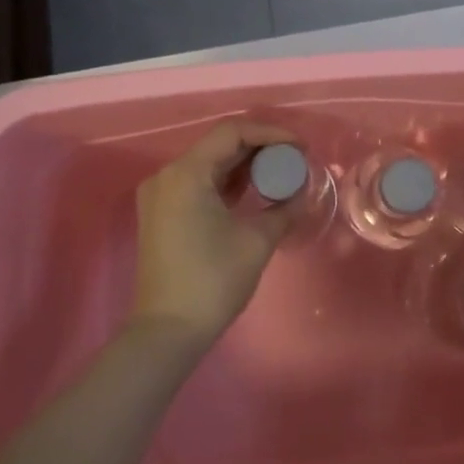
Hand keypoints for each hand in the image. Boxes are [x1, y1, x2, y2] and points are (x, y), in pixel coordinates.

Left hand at [129, 120, 298, 351]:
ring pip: (209, 164)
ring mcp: (161, 195)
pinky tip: (254, 191)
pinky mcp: (162, 213)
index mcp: (186, 173)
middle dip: (260, 148)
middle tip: (294, 160)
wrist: (168, 331)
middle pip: (219, 145)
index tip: (301, 147)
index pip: (232, 132)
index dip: (271, 134)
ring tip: (280, 174)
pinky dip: (227, 182)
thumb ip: (284, 208)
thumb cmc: (213, 280)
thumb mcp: (257, 240)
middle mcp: (167, 175)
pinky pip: (198, 183)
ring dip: (244, 165)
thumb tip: (302, 192)